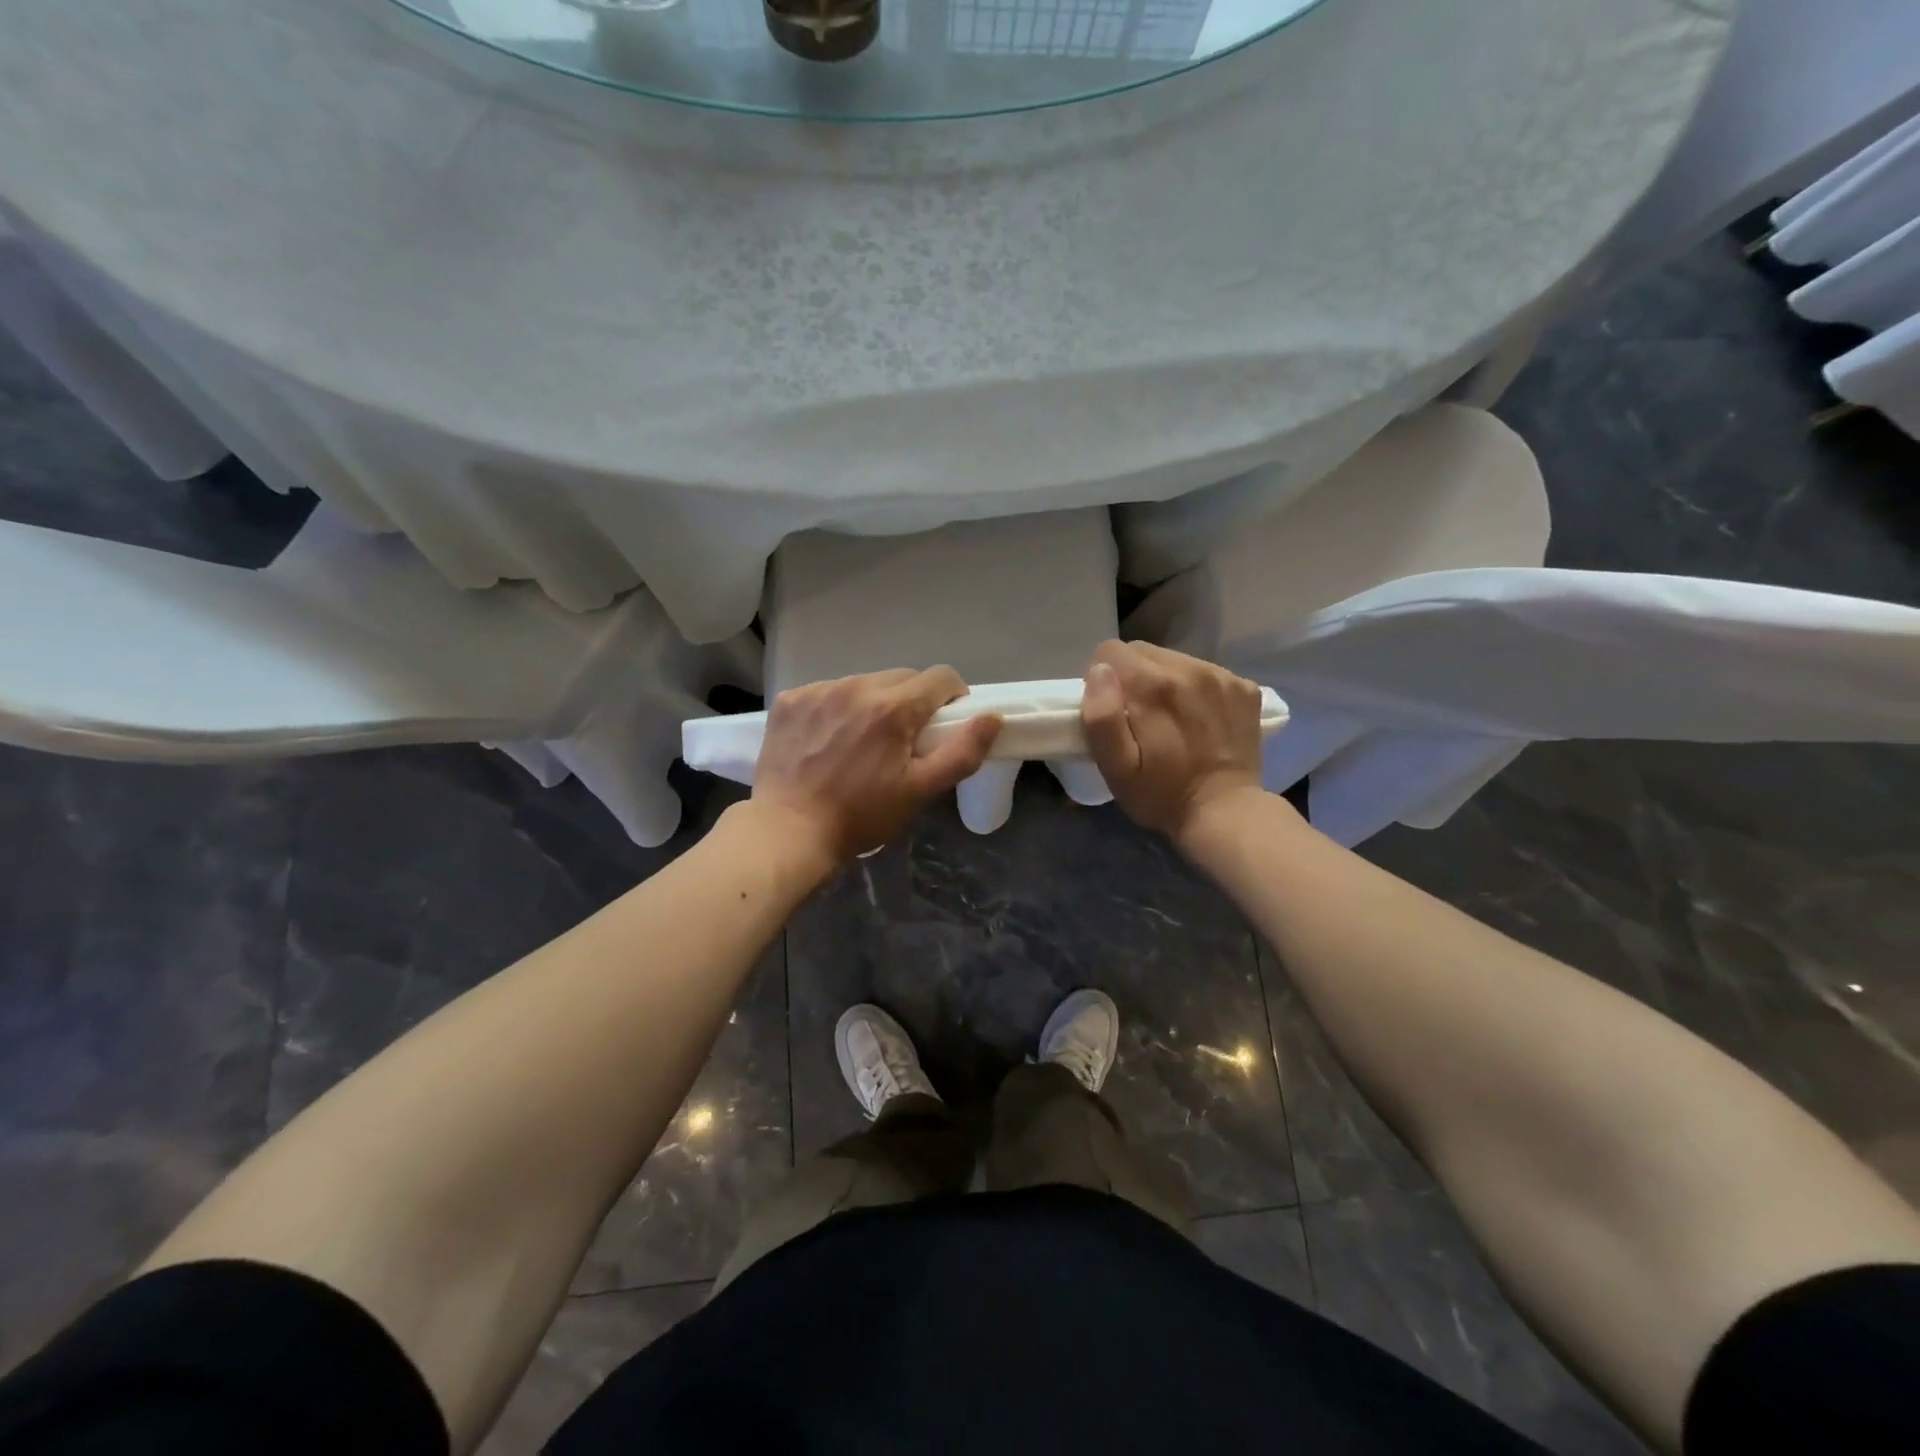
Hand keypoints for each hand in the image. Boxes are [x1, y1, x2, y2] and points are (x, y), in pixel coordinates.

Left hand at [752, 666, 1002, 864]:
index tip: (944, 725)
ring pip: (865, 682)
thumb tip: (992, 717)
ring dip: (874, 703)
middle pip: (903, 678)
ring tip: (863, 741)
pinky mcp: (791, 700)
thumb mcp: (920, 791)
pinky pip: (828, 691)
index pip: (941, 677)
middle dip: (913, 702)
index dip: (952, 698)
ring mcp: (818, 690)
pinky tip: (829, 739)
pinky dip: (837, 708)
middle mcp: (856, 686)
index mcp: (893, 707)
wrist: (788, 832)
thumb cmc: (861, 816)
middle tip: (904, 740)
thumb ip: (962, 752)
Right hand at [1080, 640, 1265, 842]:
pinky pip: (1205, 672)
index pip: (1111, 651)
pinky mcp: (1246, 688)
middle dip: (1133, 679)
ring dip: (1165, 682)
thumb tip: (1099, 671)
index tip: (1114, 712)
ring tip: (1170, 720)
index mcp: (1152, 686)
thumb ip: (1101, 717)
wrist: (1226, 813)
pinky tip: (1199, 721)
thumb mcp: (1116, 768)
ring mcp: (1222, 676)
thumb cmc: (1161, 795)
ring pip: (1174, 659)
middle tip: (1140, 718)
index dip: (1103, 680)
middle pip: (1143, 651)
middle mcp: (1189, 669)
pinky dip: (1196, 690)